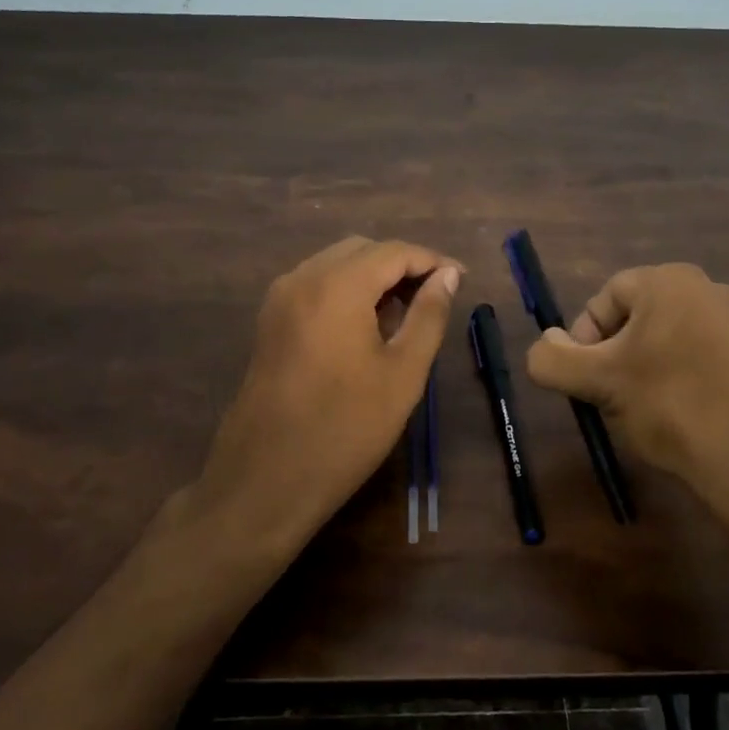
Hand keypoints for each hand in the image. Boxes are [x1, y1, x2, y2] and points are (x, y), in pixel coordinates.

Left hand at [193, 237, 461, 551]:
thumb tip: (448, 276)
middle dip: (402, 265)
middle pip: (361, 250)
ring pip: (336, 265)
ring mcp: (280, 299)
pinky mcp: (270, 321)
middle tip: (436, 297)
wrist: (266, 479)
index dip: (432, 260)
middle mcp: (302, 278)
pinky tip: (367, 325)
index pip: (393, 251)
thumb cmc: (345, 428)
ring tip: (406, 313)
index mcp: (336, 285)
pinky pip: (316, 285)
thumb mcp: (403, 373)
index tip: (462, 279)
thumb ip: (429, 315)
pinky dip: (347, 290)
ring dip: (374, 277)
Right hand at [524, 263, 728, 540]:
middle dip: (612, 355)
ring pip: (663, 337)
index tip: (585, 380)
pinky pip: (694, 354)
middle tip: (609, 396)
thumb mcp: (597, 383)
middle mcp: (706, 288)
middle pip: (634, 316)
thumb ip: (552, 359)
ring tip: (640, 410)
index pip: (605, 298)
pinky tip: (676, 414)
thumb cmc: (669, 406)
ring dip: (640, 368)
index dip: (584, 338)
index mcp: (669, 280)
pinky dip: (674, 377)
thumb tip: (547, 342)